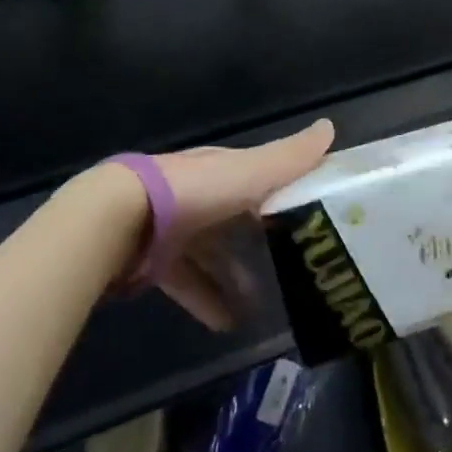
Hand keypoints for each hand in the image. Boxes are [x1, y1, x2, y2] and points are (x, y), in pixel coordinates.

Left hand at [148, 119, 334, 328]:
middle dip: (262, 243)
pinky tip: (227, 324)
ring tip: (263, 306)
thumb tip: (330, 127)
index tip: (314, 216)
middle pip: (237, 218)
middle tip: (294, 268)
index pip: (261, 177)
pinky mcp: (155, 260)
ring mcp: (175, 227)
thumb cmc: (195, 190)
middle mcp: (200, 194)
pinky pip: (188, 282)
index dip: (287, 193)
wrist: (121, 220)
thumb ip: (290, 157)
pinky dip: (207, 301)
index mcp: (223, 170)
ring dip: (236, 278)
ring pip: (213, 254)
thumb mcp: (251, 172)